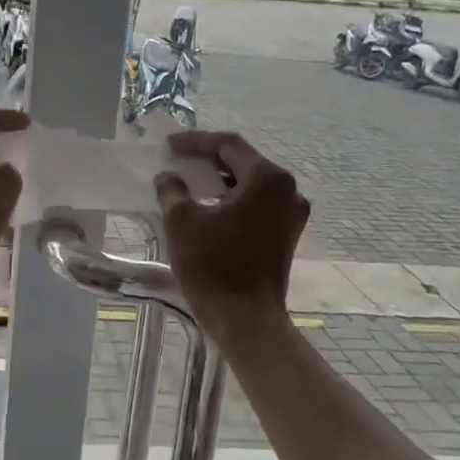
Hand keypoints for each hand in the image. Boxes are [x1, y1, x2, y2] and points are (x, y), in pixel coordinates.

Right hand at [155, 131, 308, 344]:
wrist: (244, 318)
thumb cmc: (212, 265)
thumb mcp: (181, 221)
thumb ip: (172, 190)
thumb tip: (168, 177)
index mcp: (267, 178)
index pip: (228, 145)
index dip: (195, 141)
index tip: (169, 146)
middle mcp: (288, 190)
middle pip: (244, 162)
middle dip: (209, 160)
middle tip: (179, 161)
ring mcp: (291, 215)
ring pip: (251, 185)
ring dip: (220, 181)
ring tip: (190, 183)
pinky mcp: (286, 236)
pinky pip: (257, 205)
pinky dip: (233, 200)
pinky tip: (209, 208)